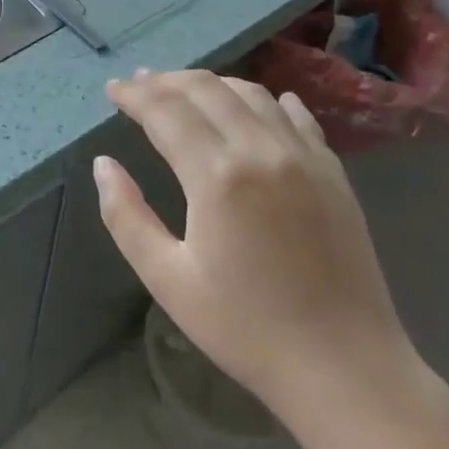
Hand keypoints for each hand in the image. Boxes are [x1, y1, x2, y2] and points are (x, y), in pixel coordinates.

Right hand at [96, 69, 416, 424]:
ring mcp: (304, 157)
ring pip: (251, 94)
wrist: (345, 368)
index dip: (135, 95)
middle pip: (207, 90)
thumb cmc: (246, 328)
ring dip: (212, 84)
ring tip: (186, 90)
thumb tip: (103, 165)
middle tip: (140, 83)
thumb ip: (126, 216)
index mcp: (217, 176)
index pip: (166, 111)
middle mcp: (262, 150)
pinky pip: (297, 118)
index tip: (113, 88)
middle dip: (167, 81)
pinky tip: (260, 102)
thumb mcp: (168, 280)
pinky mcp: (334, 173)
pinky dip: (268, 101)